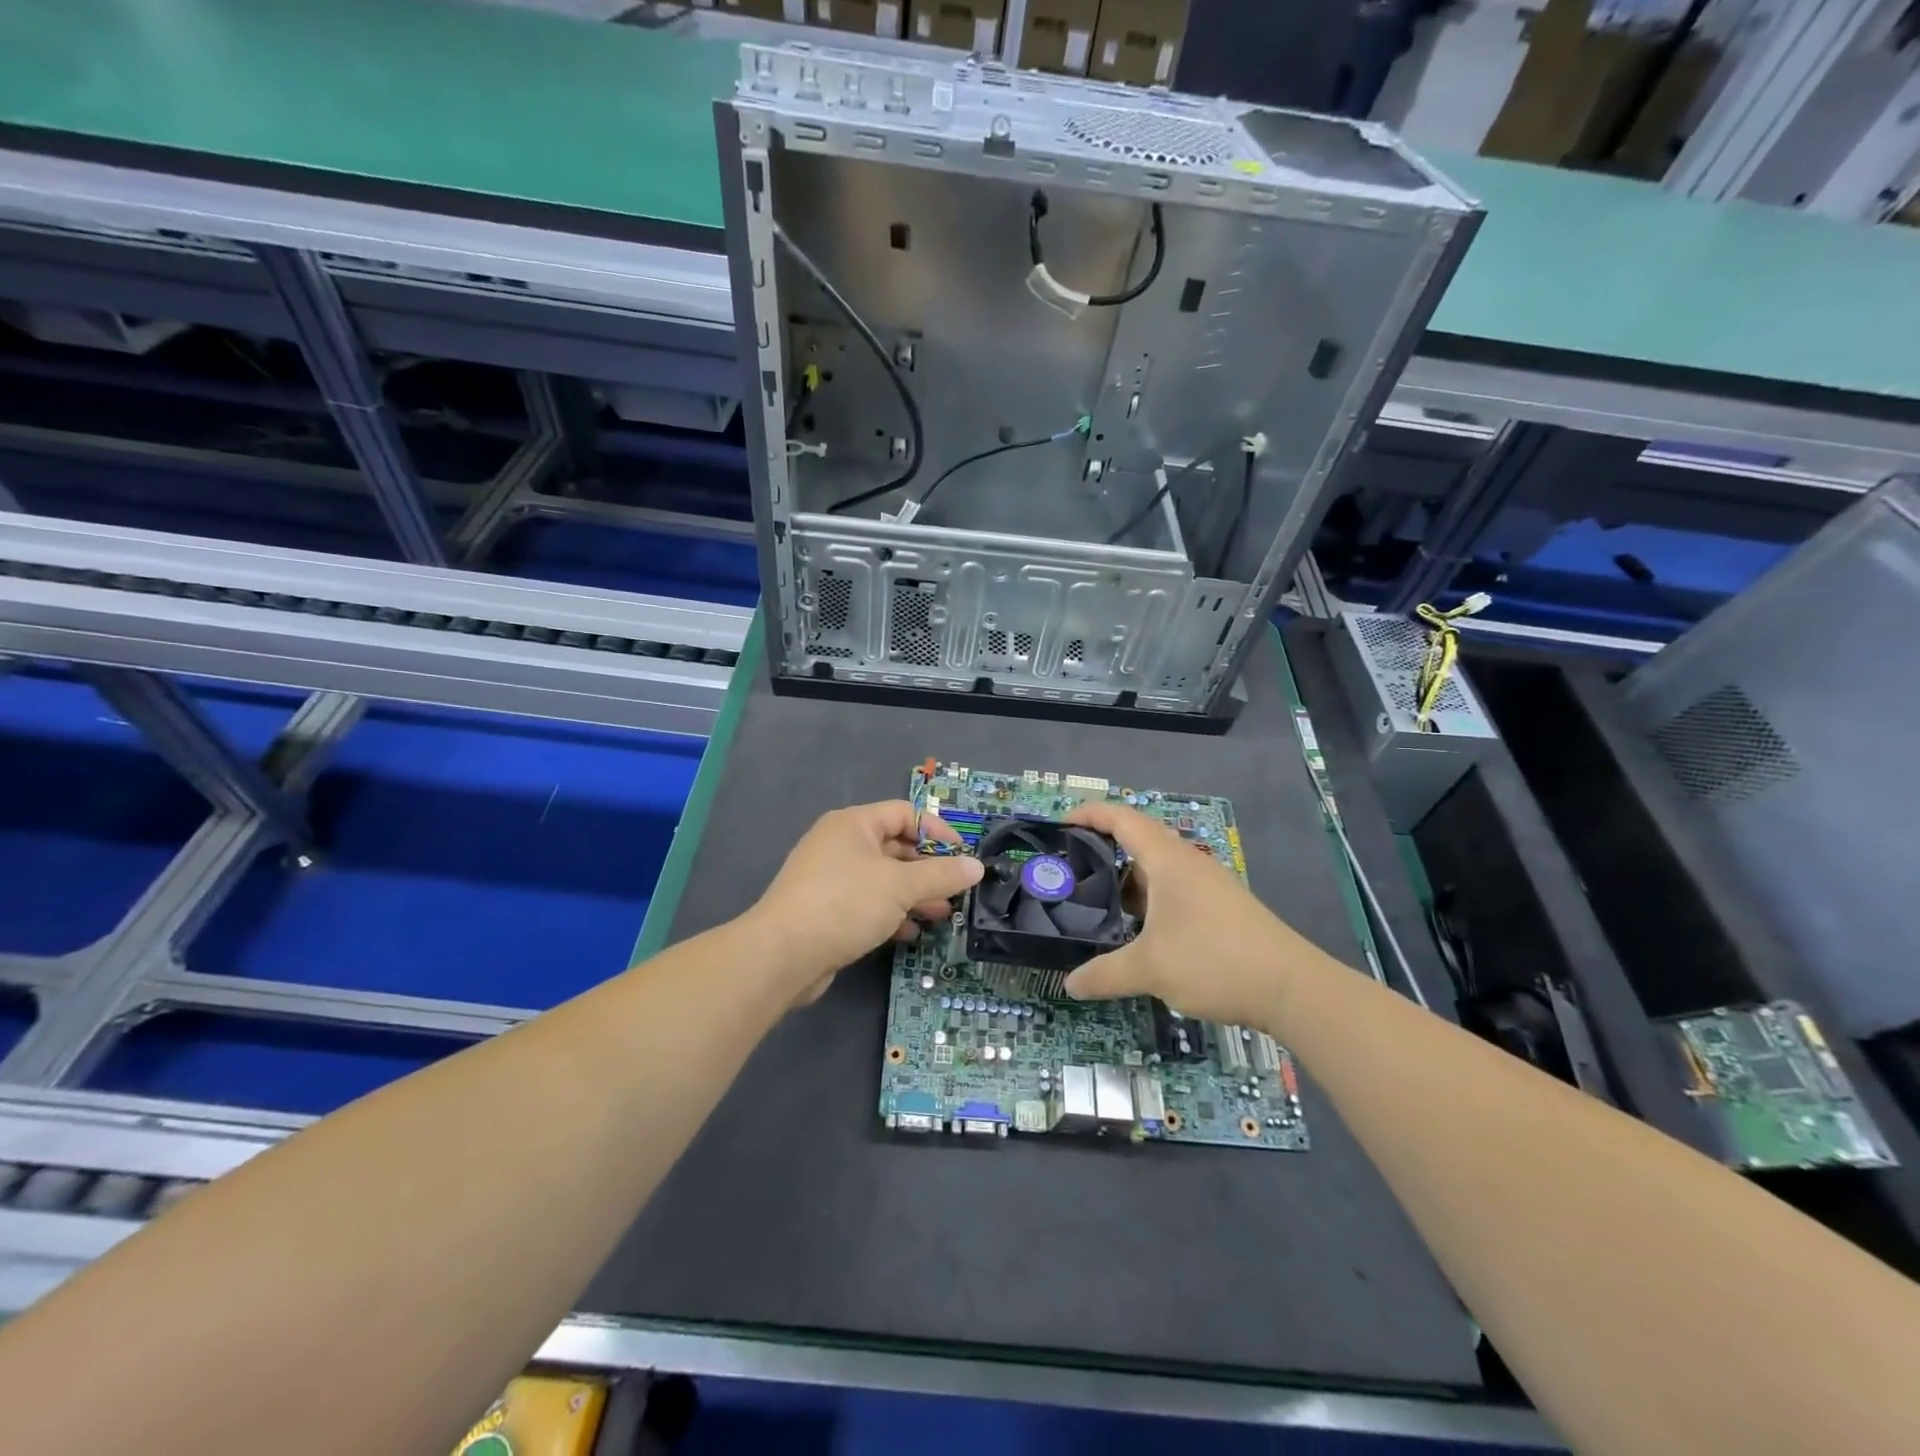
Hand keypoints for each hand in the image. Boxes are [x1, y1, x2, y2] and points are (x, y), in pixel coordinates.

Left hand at [748, 800, 982, 1003]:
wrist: (782, 955)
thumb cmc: (844, 904)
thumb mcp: (900, 886)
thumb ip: (941, 875)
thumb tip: (976, 866)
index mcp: (853, 824)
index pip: (904, 813)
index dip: (936, 831)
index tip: (962, 856)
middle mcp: (840, 844)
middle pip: (894, 846)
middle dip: (927, 868)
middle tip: (955, 889)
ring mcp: (830, 878)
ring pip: (882, 878)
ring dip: (913, 894)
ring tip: (941, 914)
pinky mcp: (826, 909)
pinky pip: (866, 902)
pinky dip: (890, 913)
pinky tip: (910, 932)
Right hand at [1061, 801, 1299, 1027]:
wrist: (1291, 987)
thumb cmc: (1214, 961)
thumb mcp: (1150, 969)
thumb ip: (1104, 974)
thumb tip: (1070, 984)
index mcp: (1168, 860)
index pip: (1122, 819)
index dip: (1089, 814)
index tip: (1059, 822)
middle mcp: (1188, 863)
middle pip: (1138, 839)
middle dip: (1102, 847)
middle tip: (1070, 867)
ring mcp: (1208, 885)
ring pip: (1157, 868)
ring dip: (1126, 878)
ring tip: (1097, 901)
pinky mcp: (1220, 907)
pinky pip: (1173, 889)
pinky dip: (1148, 898)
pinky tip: (1138, 929)